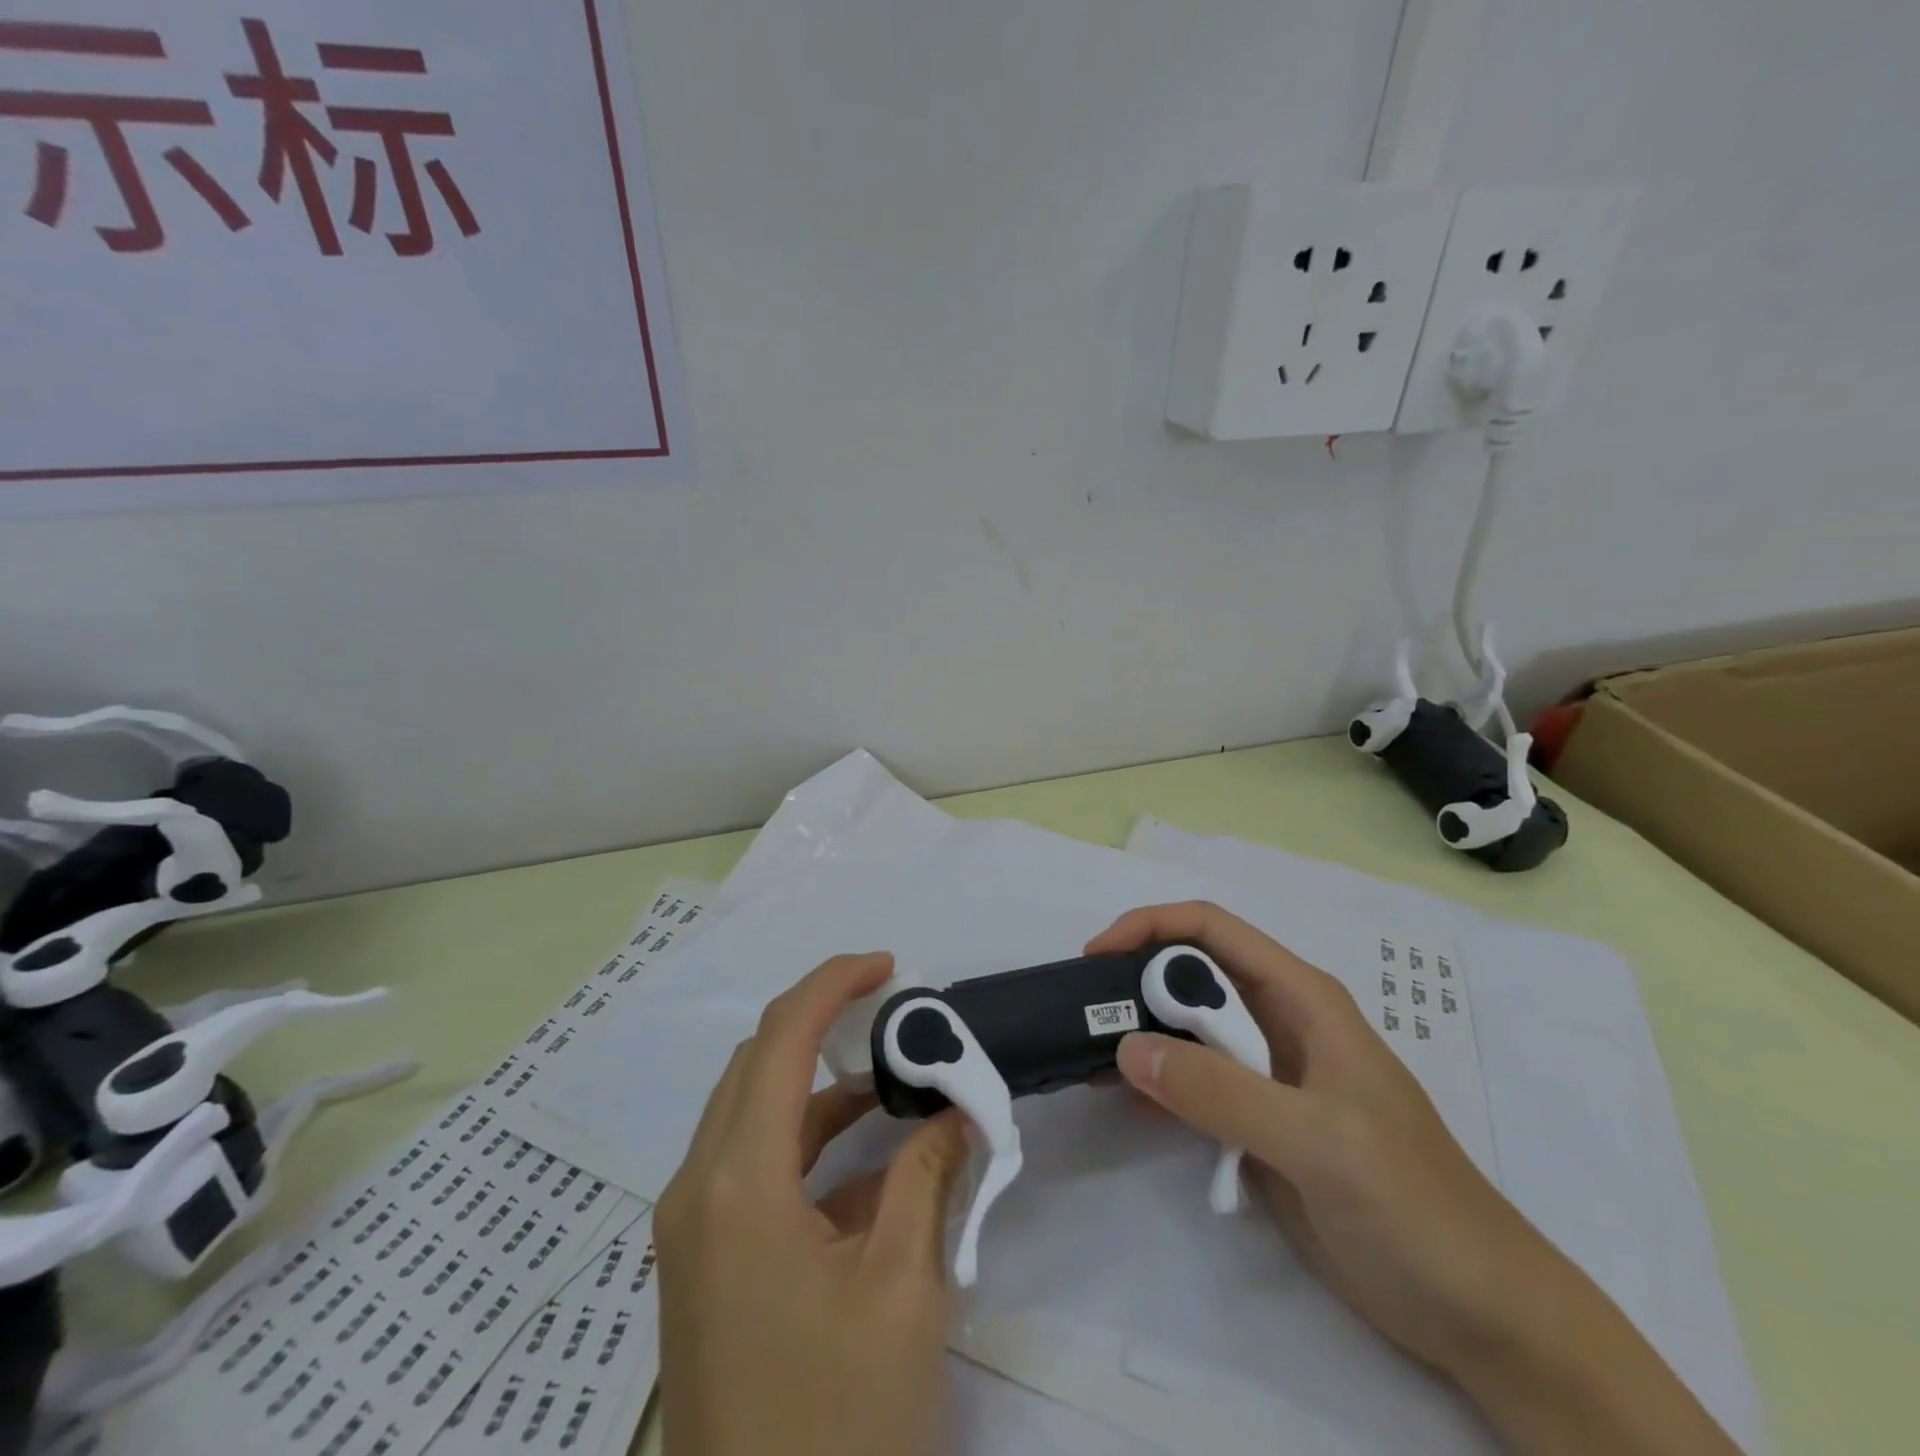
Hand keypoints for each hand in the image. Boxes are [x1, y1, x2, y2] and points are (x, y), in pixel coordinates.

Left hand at [655, 952, 969, 1455]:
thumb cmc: (838, 1425)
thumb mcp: (903, 1290)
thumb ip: (929, 1178)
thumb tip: (960, 1111)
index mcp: (736, 1183)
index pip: (780, 1038)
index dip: (834, 984)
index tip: (890, 966)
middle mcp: (697, 1189)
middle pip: (757, 1065)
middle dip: (824, 1024)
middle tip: (894, 1013)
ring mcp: (691, 1229)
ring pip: (753, 1113)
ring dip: (819, 1084)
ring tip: (893, 1074)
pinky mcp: (703, 1262)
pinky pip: (753, 1167)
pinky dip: (808, 1141)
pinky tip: (868, 1158)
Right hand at [1089, 903, 1738, 1455]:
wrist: (1478, 1312)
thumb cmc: (1414, 1206)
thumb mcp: (1320, 1142)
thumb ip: (1223, 1093)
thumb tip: (1126, 1048)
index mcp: (1301, 999)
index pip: (1212, 931)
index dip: (1150, 927)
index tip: (1097, 956)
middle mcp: (1277, 1023)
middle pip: (1191, 975)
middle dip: (1134, 980)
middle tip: (1081, 1012)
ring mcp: (1265, 1075)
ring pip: (1185, 1029)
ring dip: (1137, 1033)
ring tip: (1086, 1053)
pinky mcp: (1255, 1123)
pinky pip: (1191, 1084)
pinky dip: (1153, 1082)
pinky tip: (1120, 1097)